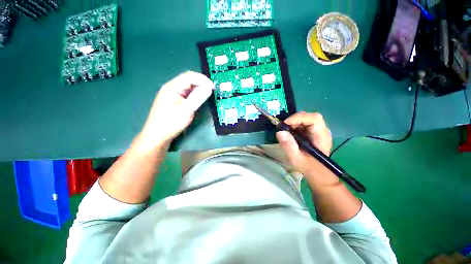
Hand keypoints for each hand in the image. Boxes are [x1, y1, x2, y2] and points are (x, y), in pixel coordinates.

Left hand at [139, 71, 213, 147]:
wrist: (157, 136)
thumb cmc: (171, 123)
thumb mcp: (187, 110)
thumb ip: (198, 97)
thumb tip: (209, 87)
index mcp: (172, 87)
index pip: (190, 76)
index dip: (203, 80)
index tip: (213, 87)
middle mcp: (170, 87)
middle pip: (187, 78)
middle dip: (200, 82)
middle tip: (211, 89)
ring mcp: (170, 93)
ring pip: (186, 85)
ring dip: (197, 87)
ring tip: (206, 93)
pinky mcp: (172, 100)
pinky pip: (184, 92)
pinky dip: (193, 93)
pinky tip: (197, 98)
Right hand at [276, 112, 332, 175]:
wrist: (317, 173)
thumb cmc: (308, 167)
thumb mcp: (296, 159)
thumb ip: (288, 146)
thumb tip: (279, 132)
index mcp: (321, 136)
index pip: (314, 118)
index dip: (299, 117)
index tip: (285, 123)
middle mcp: (322, 131)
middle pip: (309, 117)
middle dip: (294, 121)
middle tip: (284, 130)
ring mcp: (317, 131)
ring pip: (305, 119)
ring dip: (293, 124)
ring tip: (287, 133)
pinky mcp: (313, 132)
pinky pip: (303, 124)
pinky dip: (294, 126)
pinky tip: (291, 135)